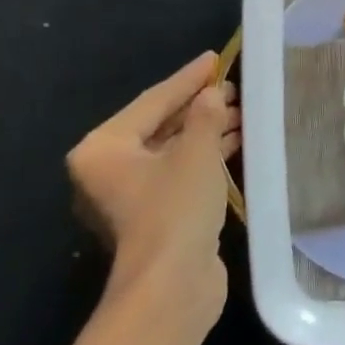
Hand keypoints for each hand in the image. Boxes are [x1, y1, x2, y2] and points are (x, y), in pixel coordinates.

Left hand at [67, 52, 241, 323]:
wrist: (173, 285)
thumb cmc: (175, 208)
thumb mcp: (196, 152)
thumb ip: (205, 116)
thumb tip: (213, 95)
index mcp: (102, 149)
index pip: (152, 101)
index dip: (187, 78)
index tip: (215, 58)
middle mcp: (108, 170)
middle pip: (159, 125)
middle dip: (198, 106)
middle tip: (233, 87)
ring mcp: (130, 196)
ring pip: (172, 150)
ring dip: (206, 131)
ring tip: (241, 111)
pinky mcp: (154, 215)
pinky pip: (179, 172)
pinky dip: (205, 157)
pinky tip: (234, 142)